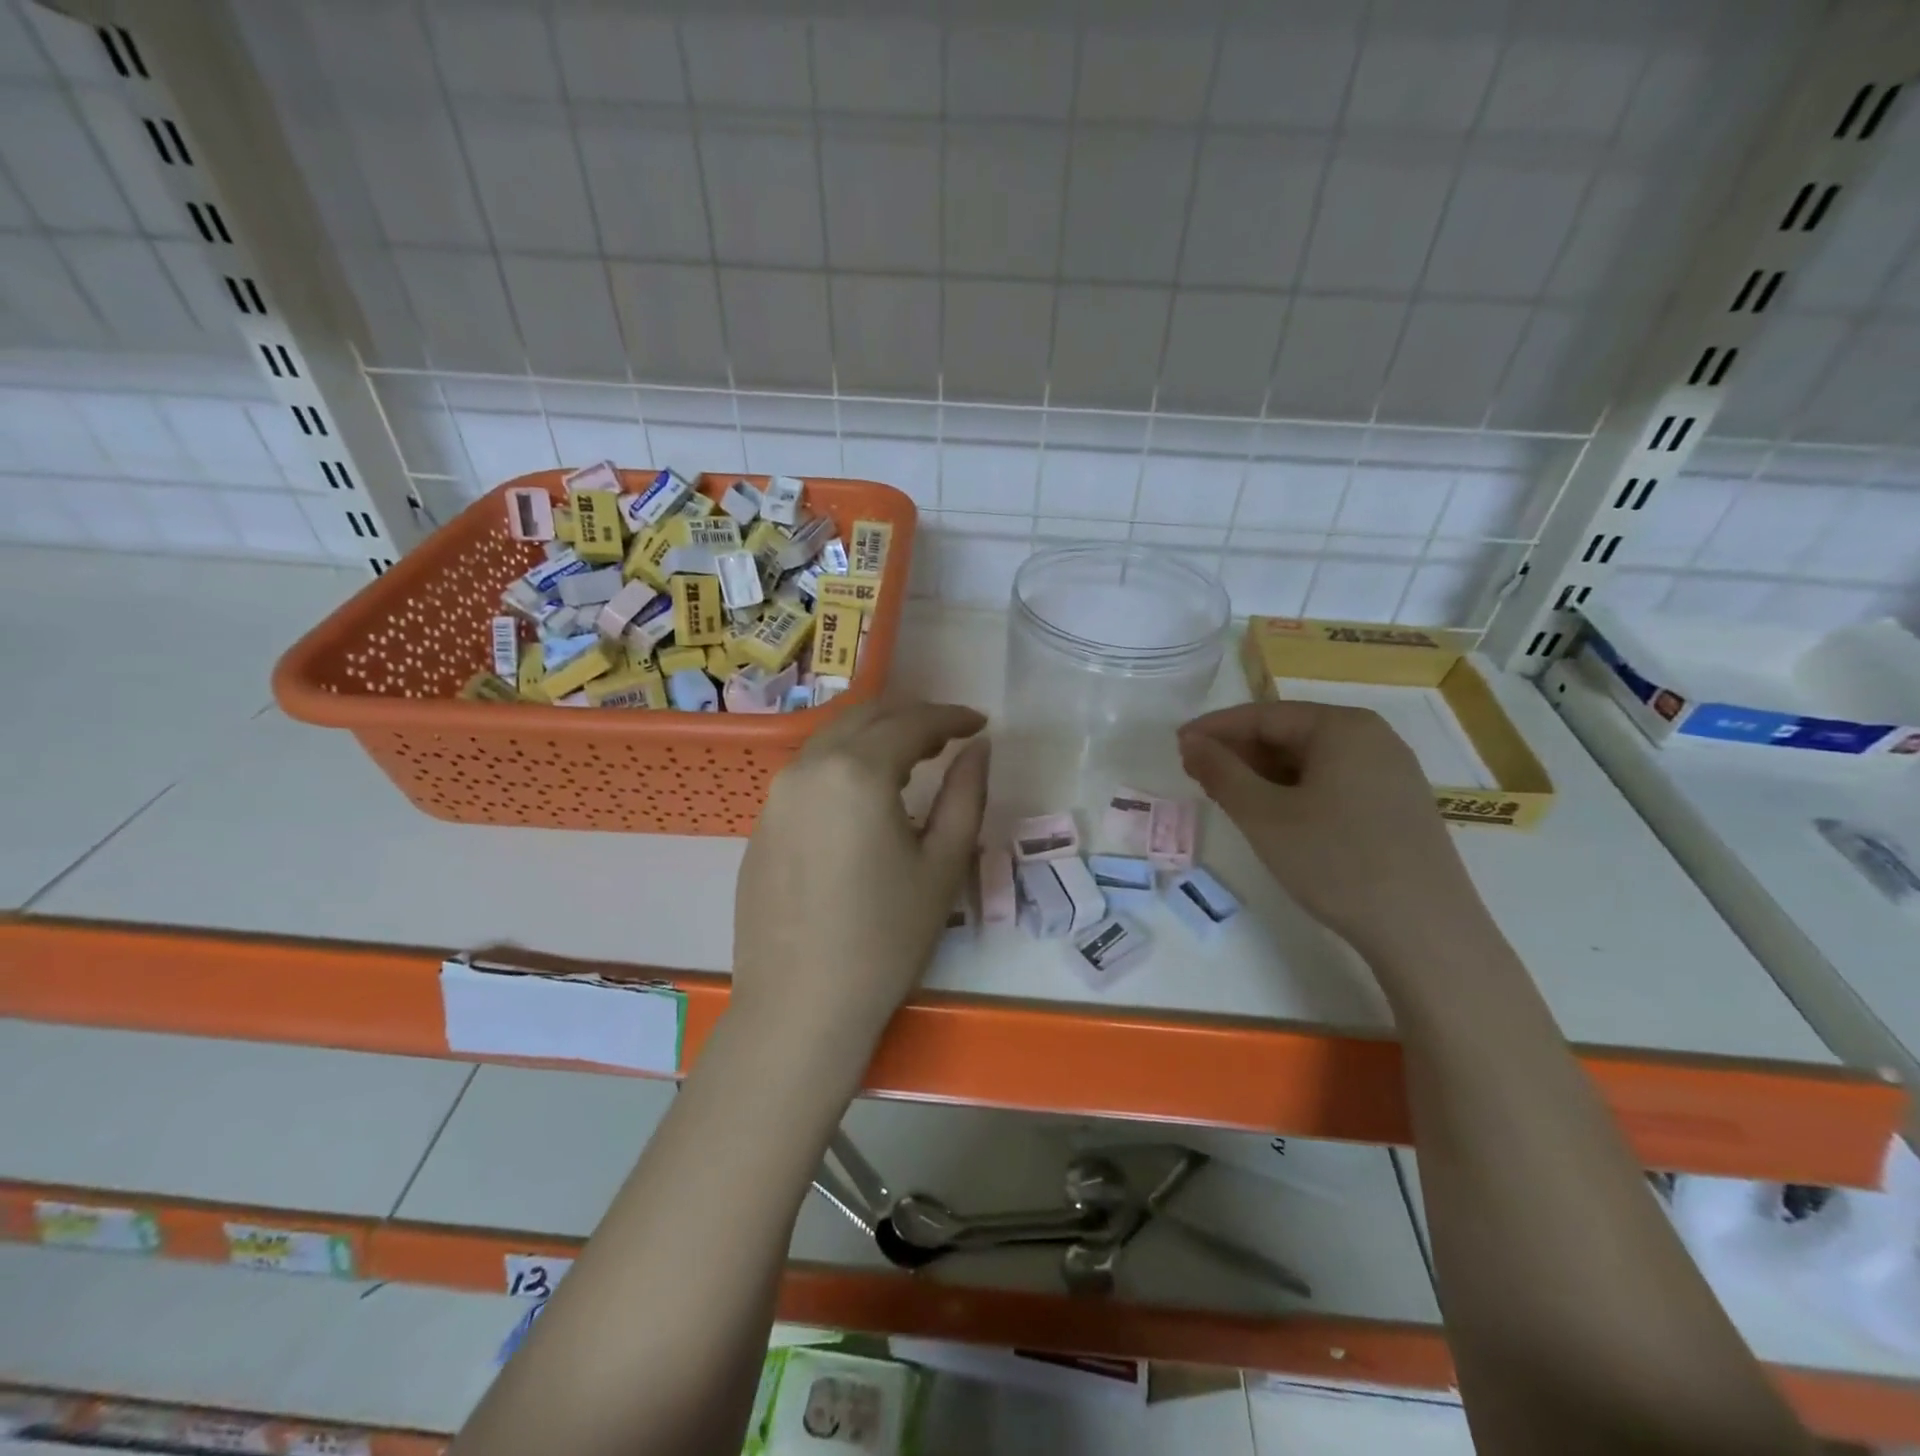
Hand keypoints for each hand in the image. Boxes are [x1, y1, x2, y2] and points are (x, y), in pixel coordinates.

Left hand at [731, 700, 988, 1050]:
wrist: (800, 1004)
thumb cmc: (885, 938)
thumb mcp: (943, 864)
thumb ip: (966, 794)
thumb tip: (979, 748)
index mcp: (856, 772)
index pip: (911, 723)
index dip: (951, 717)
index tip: (980, 723)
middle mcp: (808, 768)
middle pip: (865, 717)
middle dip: (911, 716)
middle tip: (948, 737)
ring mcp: (776, 795)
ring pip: (832, 740)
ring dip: (875, 737)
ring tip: (911, 760)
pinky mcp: (762, 823)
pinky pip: (809, 772)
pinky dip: (844, 764)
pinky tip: (863, 797)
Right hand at [1177, 702, 1476, 959]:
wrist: (1425, 930)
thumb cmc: (1335, 862)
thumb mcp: (1264, 816)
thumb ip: (1221, 772)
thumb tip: (1191, 742)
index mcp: (1342, 726)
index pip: (1263, 715)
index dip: (1215, 729)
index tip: (1177, 746)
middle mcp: (1373, 737)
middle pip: (1289, 733)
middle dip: (1239, 752)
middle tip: (1196, 774)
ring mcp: (1391, 771)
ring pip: (1311, 760)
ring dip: (1264, 773)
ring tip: (1228, 797)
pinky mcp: (1398, 804)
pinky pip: (1334, 781)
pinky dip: (1295, 790)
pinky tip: (1275, 815)